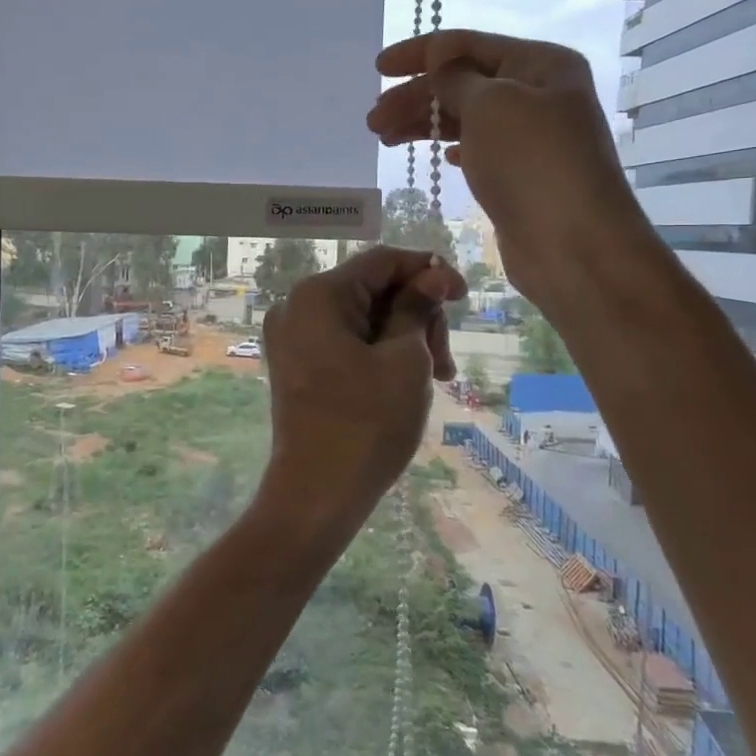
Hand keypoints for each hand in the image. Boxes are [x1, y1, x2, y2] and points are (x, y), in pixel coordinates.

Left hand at [257, 246, 465, 540]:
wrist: (317, 494)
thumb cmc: (367, 423)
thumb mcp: (405, 359)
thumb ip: (418, 308)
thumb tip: (433, 275)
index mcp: (318, 295)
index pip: (382, 261)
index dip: (428, 272)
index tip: (464, 297)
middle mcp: (296, 307)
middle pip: (372, 290)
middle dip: (417, 316)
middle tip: (445, 362)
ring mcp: (291, 337)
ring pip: (362, 318)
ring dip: (404, 339)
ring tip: (435, 379)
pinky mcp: (296, 364)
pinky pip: (344, 342)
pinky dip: (378, 353)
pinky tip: (406, 381)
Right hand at [366, 30, 645, 296]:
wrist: (574, 245)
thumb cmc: (532, 164)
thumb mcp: (489, 106)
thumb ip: (456, 78)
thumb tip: (438, 57)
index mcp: (540, 64)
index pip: (467, 45)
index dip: (419, 53)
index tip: (378, 69)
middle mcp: (539, 94)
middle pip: (462, 82)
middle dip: (415, 97)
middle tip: (373, 121)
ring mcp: (531, 137)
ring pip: (465, 118)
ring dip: (424, 124)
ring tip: (385, 138)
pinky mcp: (521, 175)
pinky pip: (478, 149)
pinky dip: (453, 148)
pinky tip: (440, 158)